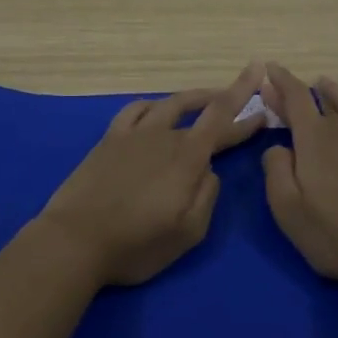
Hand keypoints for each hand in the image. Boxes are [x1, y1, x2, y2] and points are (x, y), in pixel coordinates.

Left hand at [38, 62, 267, 287]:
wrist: (75, 240)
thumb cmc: (136, 244)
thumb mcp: (188, 232)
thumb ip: (207, 196)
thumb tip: (209, 170)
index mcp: (187, 157)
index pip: (222, 118)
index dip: (244, 102)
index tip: (262, 92)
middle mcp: (163, 136)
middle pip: (200, 110)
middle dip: (226, 101)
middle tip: (244, 96)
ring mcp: (133, 134)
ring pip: (169, 104)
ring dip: (193, 97)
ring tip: (206, 97)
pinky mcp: (109, 140)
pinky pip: (134, 110)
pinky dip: (153, 104)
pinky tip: (156, 108)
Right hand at [261, 63, 337, 285]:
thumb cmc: (332, 236)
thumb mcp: (287, 208)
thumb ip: (275, 170)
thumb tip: (277, 147)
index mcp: (315, 143)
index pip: (296, 100)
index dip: (281, 81)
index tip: (269, 69)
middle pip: (322, 105)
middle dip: (301, 92)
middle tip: (286, 88)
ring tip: (327, 84)